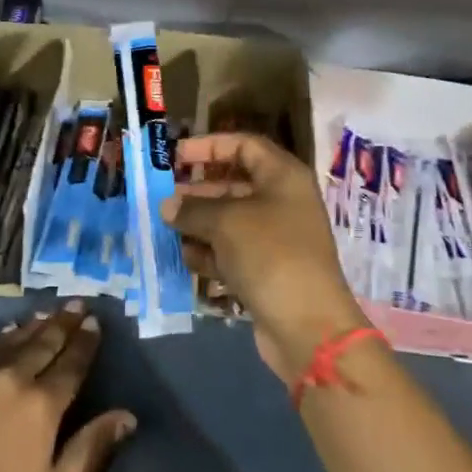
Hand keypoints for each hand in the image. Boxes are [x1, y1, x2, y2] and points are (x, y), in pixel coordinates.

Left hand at [0, 303, 135, 471]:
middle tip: (77, 304)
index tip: (94, 323)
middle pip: (45, 344)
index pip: (72, 365)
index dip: (85, 343)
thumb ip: (91, 447)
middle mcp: (14, 378)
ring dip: (35, 325)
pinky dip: (1, 336)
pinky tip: (8, 330)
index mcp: (43, 405)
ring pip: (14, 339)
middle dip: (64, 323)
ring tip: (49, 312)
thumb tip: (127, 415)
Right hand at [161, 133, 366, 381]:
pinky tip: (185, 258)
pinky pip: (232, 251)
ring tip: (166, 227)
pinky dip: (209, 253)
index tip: (176, 156)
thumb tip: (168, 205)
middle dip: (198, 189)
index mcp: (283, 176)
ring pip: (229, 220)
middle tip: (164, 196)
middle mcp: (282, 202)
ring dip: (198, 223)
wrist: (307, 326)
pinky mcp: (266, 270)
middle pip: (234, 183)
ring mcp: (275, 238)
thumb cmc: (269, 254)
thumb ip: (192, 208)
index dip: (209, 146)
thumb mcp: (226, 222)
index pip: (244, 145)